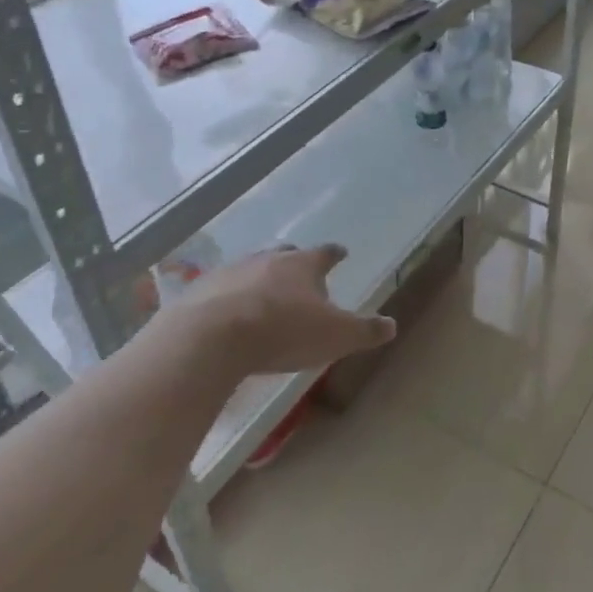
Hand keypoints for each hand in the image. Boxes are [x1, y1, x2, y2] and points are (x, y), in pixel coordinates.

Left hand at [168, 245, 396, 376]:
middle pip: (285, 254)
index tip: (341, 253)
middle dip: (294, 261)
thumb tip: (392, 325)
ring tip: (264, 294)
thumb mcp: (336, 337)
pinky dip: (230, 298)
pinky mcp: (201, 291)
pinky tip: (229, 315)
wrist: (211, 338)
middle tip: (300, 271)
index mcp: (303, 265)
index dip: (335, 254)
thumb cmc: (283, 332)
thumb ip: (365, 331)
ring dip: (260, 278)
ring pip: (251, 268)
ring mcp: (231, 272)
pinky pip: (221, 289)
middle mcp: (267, 259)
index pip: (325, 253)